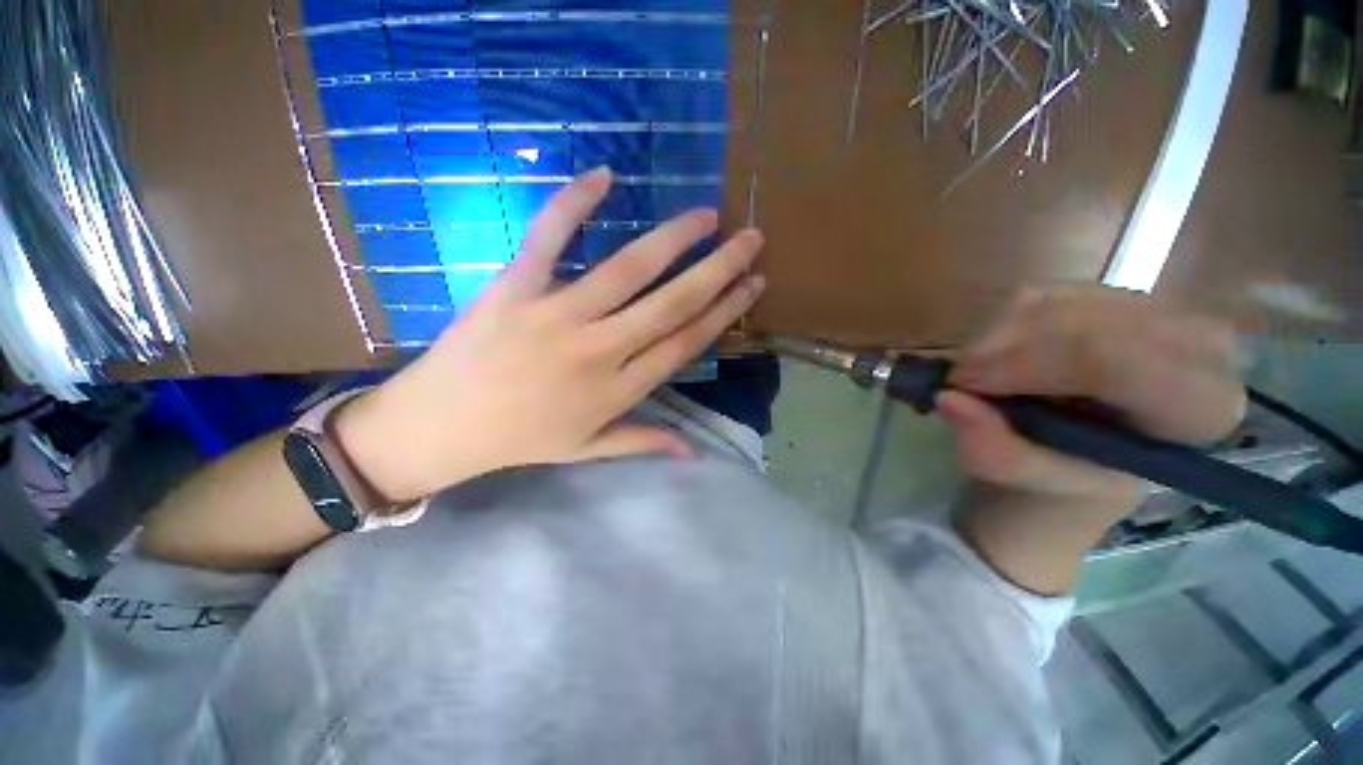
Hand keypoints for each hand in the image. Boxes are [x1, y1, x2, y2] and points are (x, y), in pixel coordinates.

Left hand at [336, 168, 765, 502]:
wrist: (440, 427)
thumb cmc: (520, 440)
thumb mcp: (588, 448)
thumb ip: (643, 441)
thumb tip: (692, 451)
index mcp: (618, 389)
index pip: (685, 342)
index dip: (723, 311)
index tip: (752, 284)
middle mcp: (598, 351)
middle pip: (671, 305)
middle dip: (718, 270)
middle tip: (750, 239)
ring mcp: (555, 317)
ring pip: (627, 271)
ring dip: (672, 240)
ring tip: (707, 215)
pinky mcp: (514, 289)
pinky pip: (547, 239)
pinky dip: (572, 204)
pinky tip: (603, 175)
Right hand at [939, 287, 1246, 509]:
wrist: (1083, 456)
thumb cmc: (1066, 478)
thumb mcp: (1029, 483)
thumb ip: (994, 450)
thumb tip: (948, 398)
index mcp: (1198, 409)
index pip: (1116, 360)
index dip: (1026, 366)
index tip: (963, 385)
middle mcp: (1198, 346)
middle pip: (1082, 324)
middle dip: (1004, 350)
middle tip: (961, 383)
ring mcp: (1157, 309)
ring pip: (1055, 303)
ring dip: (997, 339)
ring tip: (981, 376)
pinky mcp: (1115, 293)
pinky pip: (1041, 294)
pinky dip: (1001, 325)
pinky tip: (1000, 356)